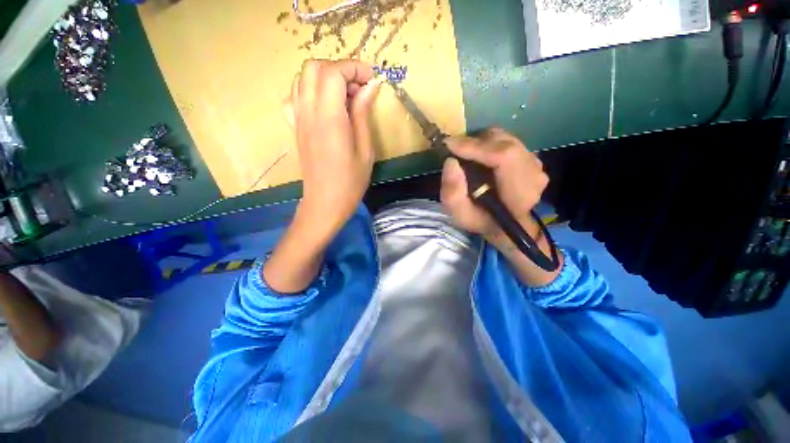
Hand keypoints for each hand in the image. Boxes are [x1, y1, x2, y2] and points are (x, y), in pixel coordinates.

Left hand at [284, 59, 380, 236]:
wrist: (325, 202)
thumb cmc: (350, 181)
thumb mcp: (365, 150)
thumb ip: (363, 114)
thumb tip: (370, 87)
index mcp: (329, 118)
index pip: (333, 72)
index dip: (354, 68)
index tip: (371, 81)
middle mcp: (308, 112)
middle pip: (314, 67)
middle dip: (340, 69)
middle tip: (358, 89)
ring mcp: (298, 119)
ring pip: (302, 78)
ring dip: (325, 78)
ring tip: (344, 96)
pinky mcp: (295, 127)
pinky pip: (294, 96)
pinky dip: (309, 91)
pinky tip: (323, 105)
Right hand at [440, 127, 547, 238]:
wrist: (506, 225)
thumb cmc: (482, 221)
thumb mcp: (461, 215)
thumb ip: (453, 193)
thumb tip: (450, 163)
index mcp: (519, 191)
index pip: (503, 156)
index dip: (475, 147)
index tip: (449, 144)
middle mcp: (533, 172)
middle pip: (503, 142)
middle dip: (475, 142)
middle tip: (455, 151)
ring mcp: (535, 163)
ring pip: (504, 139)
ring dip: (482, 143)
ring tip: (467, 155)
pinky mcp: (532, 157)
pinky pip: (507, 141)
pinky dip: (490, 145)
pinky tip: (480, 159)